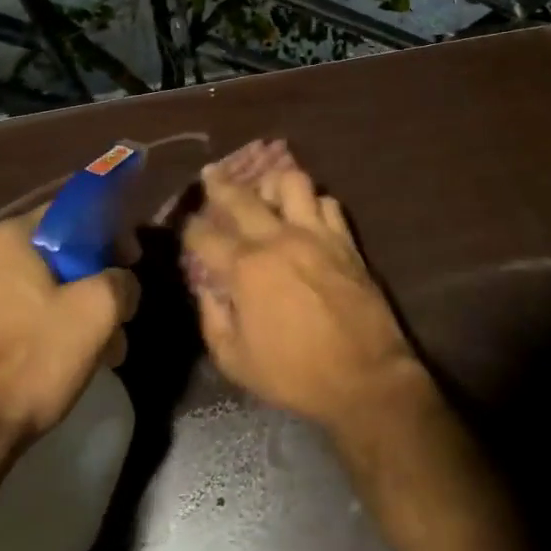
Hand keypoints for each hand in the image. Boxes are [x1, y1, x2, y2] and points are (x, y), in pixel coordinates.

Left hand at [0, 209, 139, 469]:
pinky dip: (40, 335)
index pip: (70, 212)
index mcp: (9, 238)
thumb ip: (121, 282)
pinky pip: (11, 322)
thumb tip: (122, 284)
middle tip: (117, 316)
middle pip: (54, 256)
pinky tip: (57, 368)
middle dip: (92, 283)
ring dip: (70, 314)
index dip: (109, 232)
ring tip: (97, 352)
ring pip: (35, 293)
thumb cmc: (30, 360)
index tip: (130, 262)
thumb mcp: (98, 311)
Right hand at [181, 140, 427, 436]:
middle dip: (219, 183)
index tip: (186, 224)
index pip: (206, 236)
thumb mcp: (237, 362)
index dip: (190, 228)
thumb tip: (206, 290)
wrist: (364, 376)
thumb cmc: (295, 375)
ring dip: (273, 184)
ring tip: (267, 192)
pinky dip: (314, 204)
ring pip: (291, 182)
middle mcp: (278, 239)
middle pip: (242, 197)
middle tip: (210, 174)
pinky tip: (307, 214)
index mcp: (246, 269)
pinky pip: (328, 203)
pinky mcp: (345, 239)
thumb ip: (213, 320)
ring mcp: (315, 234)